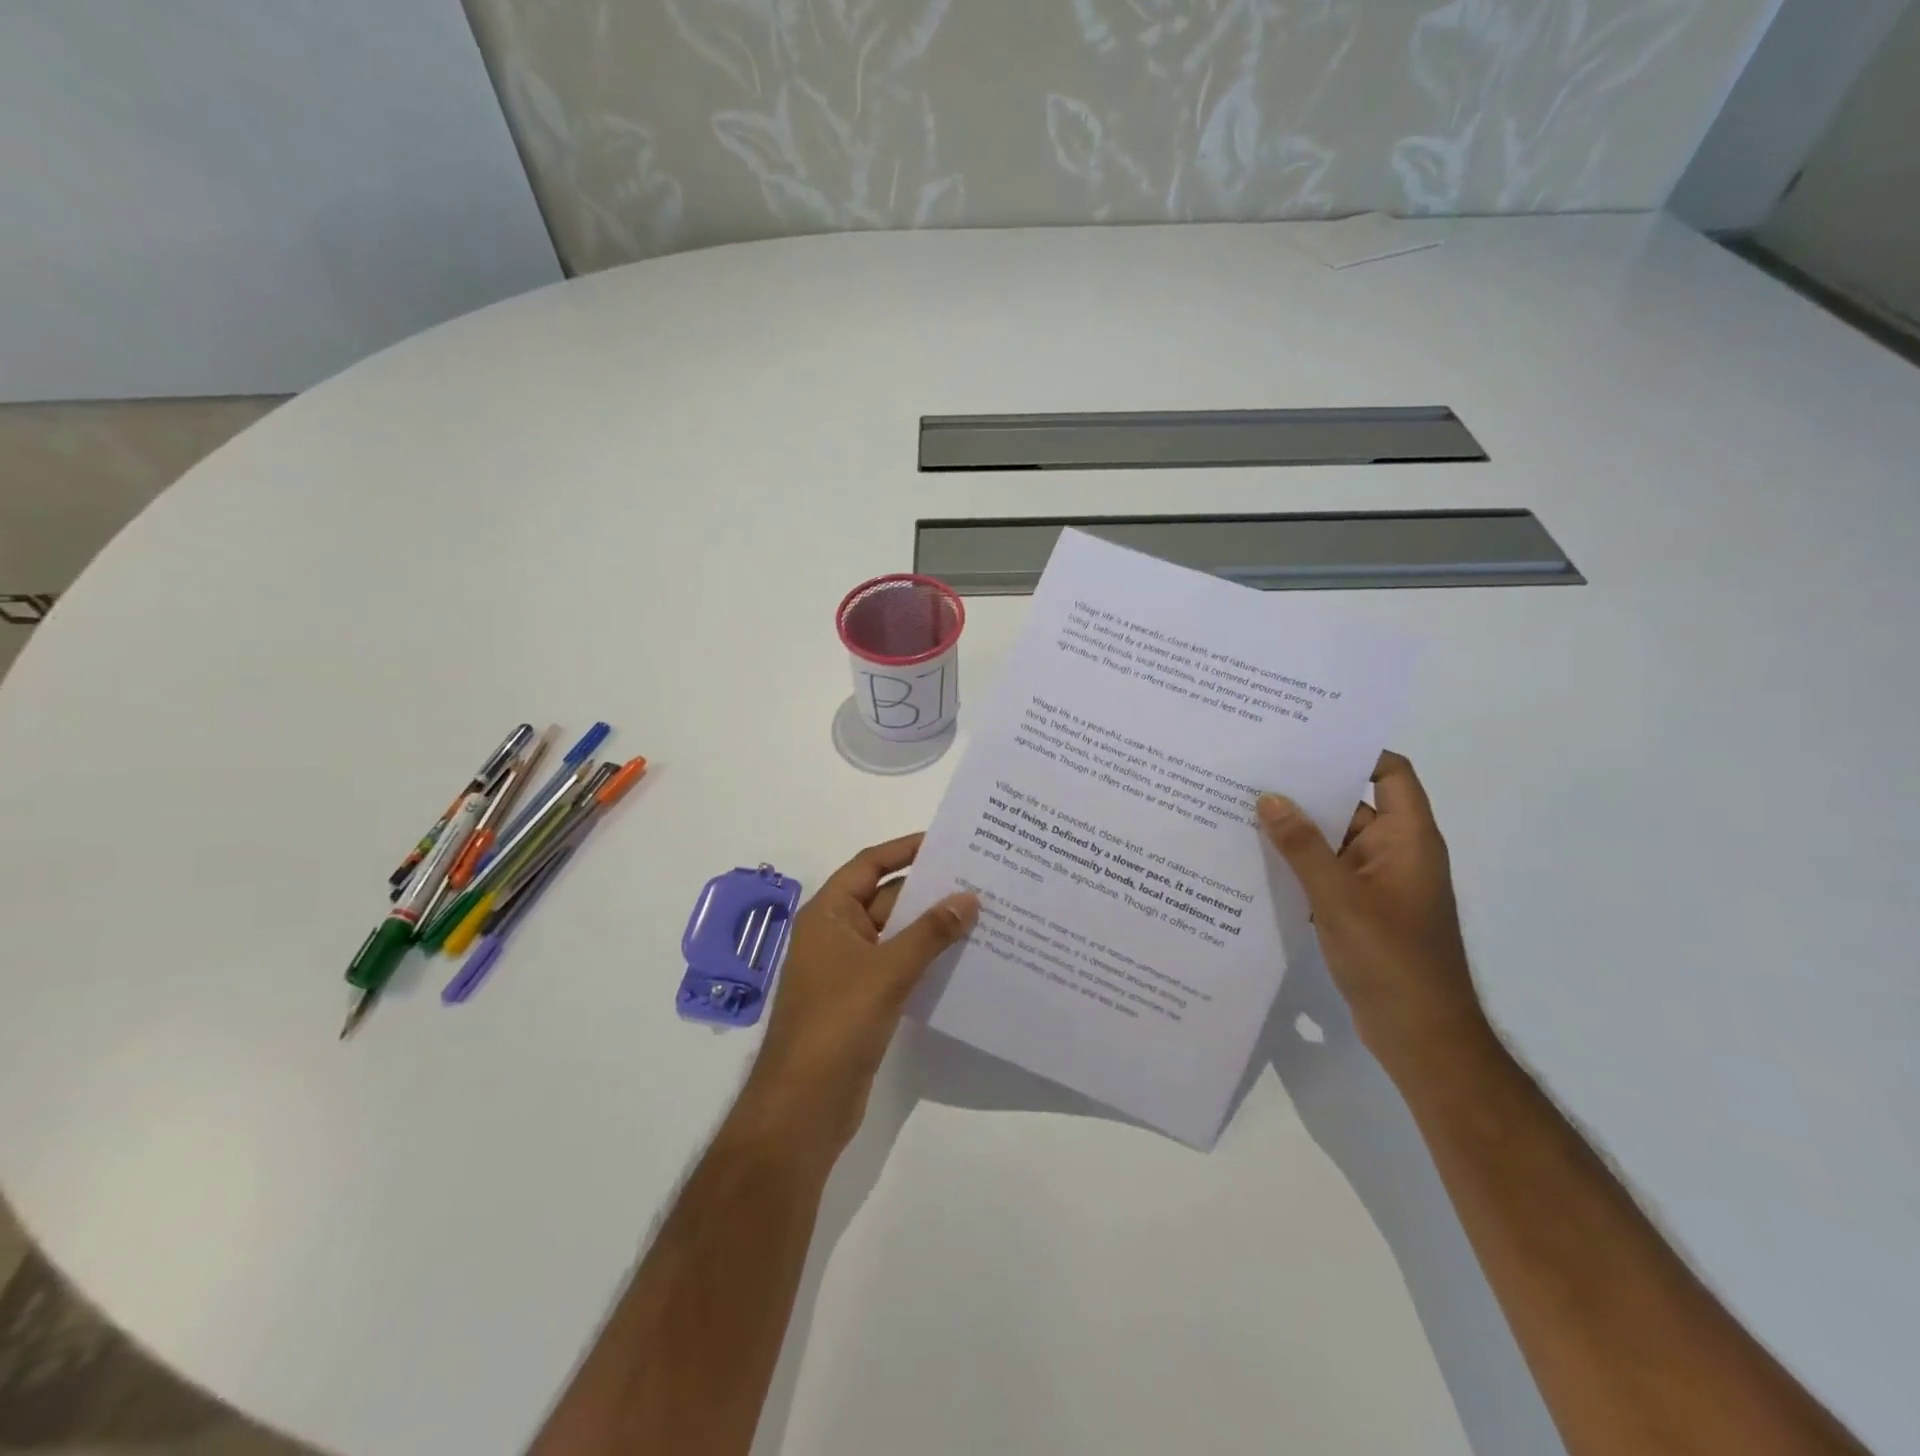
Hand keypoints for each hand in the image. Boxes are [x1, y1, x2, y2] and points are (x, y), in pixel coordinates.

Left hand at [738, 834, 977, 1158]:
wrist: (804, 1106)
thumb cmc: (837, 1023)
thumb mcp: (887, 971)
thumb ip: (930, 933)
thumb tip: (969, 897)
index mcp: (828, 914)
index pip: (869, 866)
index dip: (904, 850)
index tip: (945, 841)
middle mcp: (836, 935)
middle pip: (886, 899)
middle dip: (929, 891)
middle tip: (979, 879)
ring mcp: (849, 970)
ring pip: (896, 936)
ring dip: (932, 927)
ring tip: (983, 914)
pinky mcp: (863, 1002)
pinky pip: (899, 967)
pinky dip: (926, 959)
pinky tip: (963, 958)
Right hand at [1257, 752, 1489, 1075]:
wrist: (1421, 1036)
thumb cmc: (1391, 960)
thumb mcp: (1339, 898)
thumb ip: (1302, 847)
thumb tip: (1269, 797)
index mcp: (1407, 839)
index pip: (1390, 774)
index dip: (1354, 752)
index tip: (1303, 741)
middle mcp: (1394, 853)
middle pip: (1351, 805)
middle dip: (1305, 791)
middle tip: (1251, 771)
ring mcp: (1376, 883)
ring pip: (1331, 842)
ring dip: (1294, 831)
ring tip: (1239, 810)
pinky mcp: (1357, 910)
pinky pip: (1323, 873)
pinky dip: (1295, 865)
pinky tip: (1252, 860)